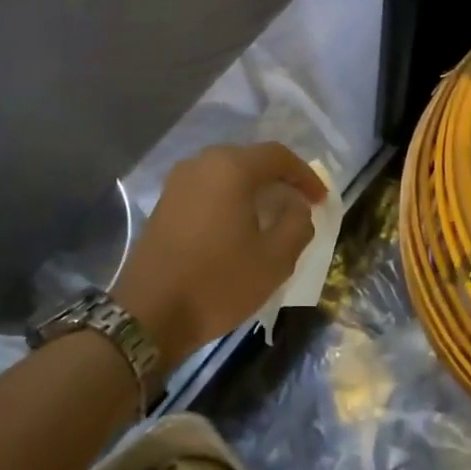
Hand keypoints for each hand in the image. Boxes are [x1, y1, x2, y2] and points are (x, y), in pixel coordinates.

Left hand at [112, 142, 326, 369]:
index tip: (320, 199)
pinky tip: (238, 225)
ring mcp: (178, 182)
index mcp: (230, 168)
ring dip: (252, 189)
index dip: (305, 175)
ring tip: (271, 216)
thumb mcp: (274, 259)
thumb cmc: (218, 282)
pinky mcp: (164, 202)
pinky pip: (207, 188)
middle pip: (250, 160)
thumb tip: (296, 206)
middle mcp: (201, 163)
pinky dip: (229, 199)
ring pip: (226, 174)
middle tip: (299, 205)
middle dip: (278, 179)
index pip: (278, 156)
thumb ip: (297, 224)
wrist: (150, 313)